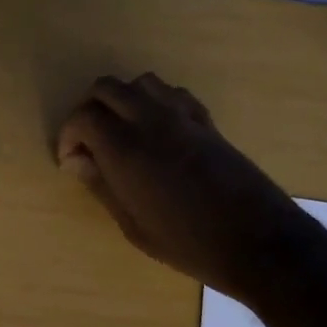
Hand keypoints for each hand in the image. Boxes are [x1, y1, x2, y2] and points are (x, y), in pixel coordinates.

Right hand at [56, 73, 294, 297]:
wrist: (257, 240)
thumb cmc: (186, 243)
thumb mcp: (133, 225)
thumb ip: (102, 185)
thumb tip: (77, 162)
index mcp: (125, 148)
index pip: (83, 117)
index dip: (69, 136)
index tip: (71, 161)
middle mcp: (150, 120)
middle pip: (107, 88)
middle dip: (89, 109)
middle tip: (89, 142)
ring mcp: (182, 116)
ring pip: (141, 83)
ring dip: (123, 100)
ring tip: (122, 131)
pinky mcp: (207, 121)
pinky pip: (173, 94)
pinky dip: (155, 102)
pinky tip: (157, 131)